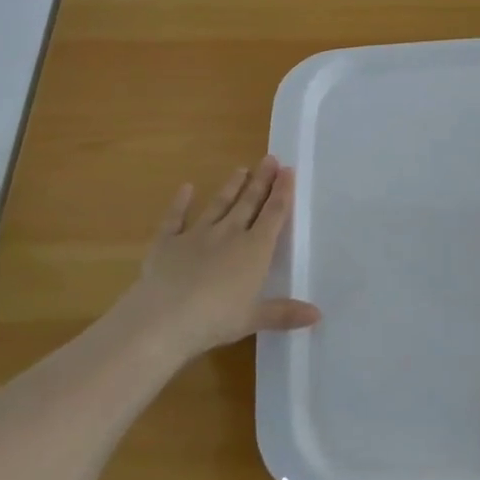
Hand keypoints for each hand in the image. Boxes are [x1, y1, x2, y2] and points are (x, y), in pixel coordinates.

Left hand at [119, 156, 319, 356]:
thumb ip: (284, 313)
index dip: (282, 192)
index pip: (273, 215)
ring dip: (231, 188)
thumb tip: (318, 315)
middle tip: (269, 159)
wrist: (161, 319)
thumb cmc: (215, 319)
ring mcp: (196, 235)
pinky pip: (175, 218)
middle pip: (249, 203)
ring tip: (241, 169)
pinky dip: (181, 203)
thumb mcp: (253, 319)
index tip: (288, 170)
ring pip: (218, 206)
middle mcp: (229, 235)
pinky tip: (186, 188)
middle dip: (261, 181)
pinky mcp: (167, 243)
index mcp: (254, 250)